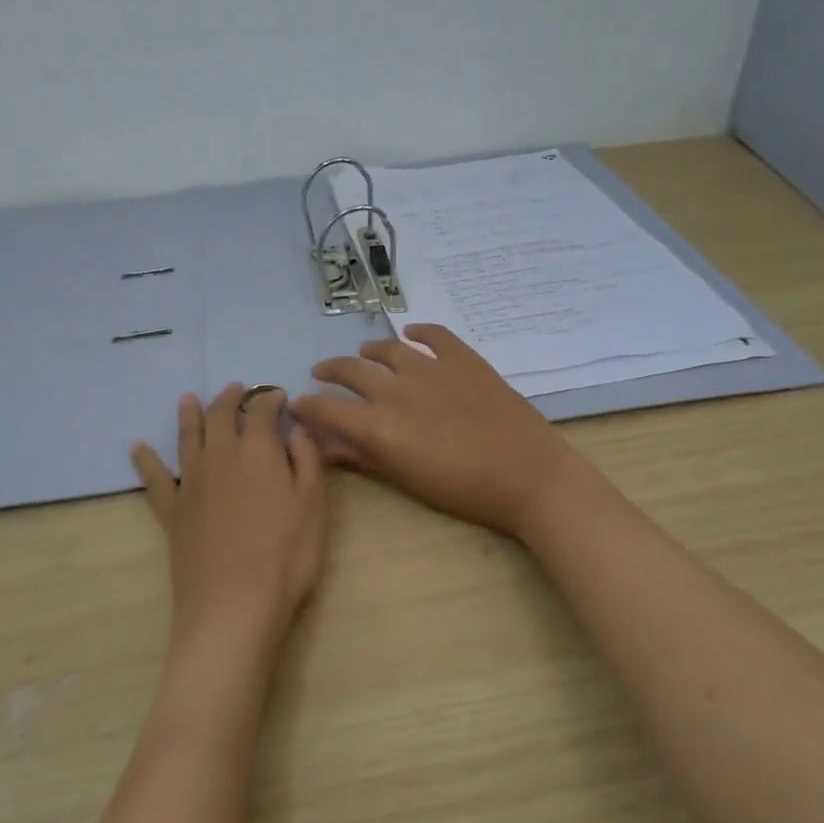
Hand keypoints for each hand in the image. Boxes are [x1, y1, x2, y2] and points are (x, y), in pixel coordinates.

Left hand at [131, 385, 326, 648]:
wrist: (233, 605)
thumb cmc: (286, 556)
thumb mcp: (314, 506)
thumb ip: (308, 461)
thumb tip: (297, 429)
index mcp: (258, 450)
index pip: (262, 411)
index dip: (270, 400)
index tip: (279, 397)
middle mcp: (220, 456)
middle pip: (220, 415)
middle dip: (230, 398)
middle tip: (236, 389)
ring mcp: (191, 482)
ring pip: (187, 437)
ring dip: (189, 414)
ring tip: (188, 399)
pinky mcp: (171, 511)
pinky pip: (154, 478)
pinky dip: (145, 460)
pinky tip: (137, 448)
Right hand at [289, 325, 576, 540]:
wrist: (527, 474)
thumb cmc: (463, 490)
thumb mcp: (406, 479)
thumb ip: (363, 457)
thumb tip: (326, 444)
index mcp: (378, 425)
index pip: (327, 409)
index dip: (306, 406)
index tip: (296, 404)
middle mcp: (396, 389)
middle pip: (350, 371)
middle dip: (329, 371)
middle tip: (322, 374)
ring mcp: (431, 368)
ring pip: (387, 350)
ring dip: (369, 352)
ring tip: (363, 354)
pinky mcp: (463, 358)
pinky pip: (434, 335)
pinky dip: (419, 332)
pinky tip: (412, 333)